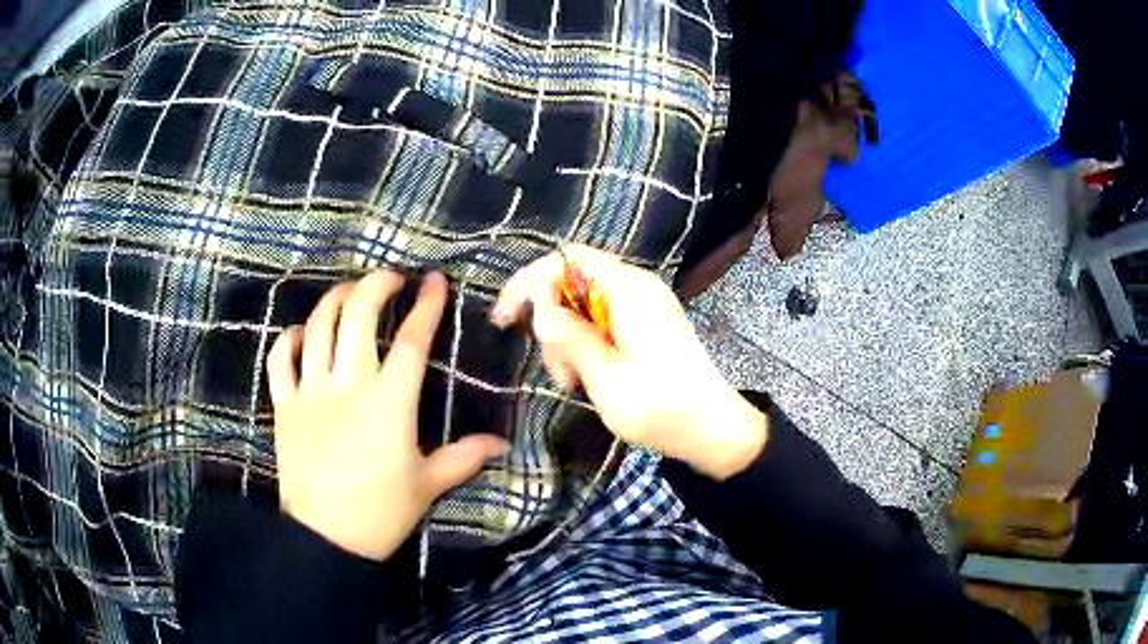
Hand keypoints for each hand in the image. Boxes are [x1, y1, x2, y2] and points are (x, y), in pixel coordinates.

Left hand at [267, 270, 508, 560]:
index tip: (435, 281)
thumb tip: (502, 444)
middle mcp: (348, 386)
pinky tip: (303, 333)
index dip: (426, 305)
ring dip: (335, 299)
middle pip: (357, 315)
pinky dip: (290, 337)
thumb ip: (464, 457)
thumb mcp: (428, 485)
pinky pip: (279, 358)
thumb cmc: (381, 512)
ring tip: (350, 294)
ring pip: (318, 326)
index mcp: (389, 404)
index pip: (412, 341)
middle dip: (375, 285)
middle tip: (390, 279)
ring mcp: (310, 392)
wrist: (326, 537)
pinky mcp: (284, 405)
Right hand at [491, 246, 765, 479]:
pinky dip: (586, 347)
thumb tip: (539, 303)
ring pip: (583, 308)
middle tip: (558, 371)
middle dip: (552, 324)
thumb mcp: (605, 375)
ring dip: (567, 342)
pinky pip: (602, 323)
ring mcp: (643, 307)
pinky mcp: (646, 327)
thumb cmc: (661, 407)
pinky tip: (587, 379)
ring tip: (574, 383)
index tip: (506, 319)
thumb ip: (568, 334)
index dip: (530, 282)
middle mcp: (636, 288)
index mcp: (629, 289)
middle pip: (572, 284)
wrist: (713, 431)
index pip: (567, 259)